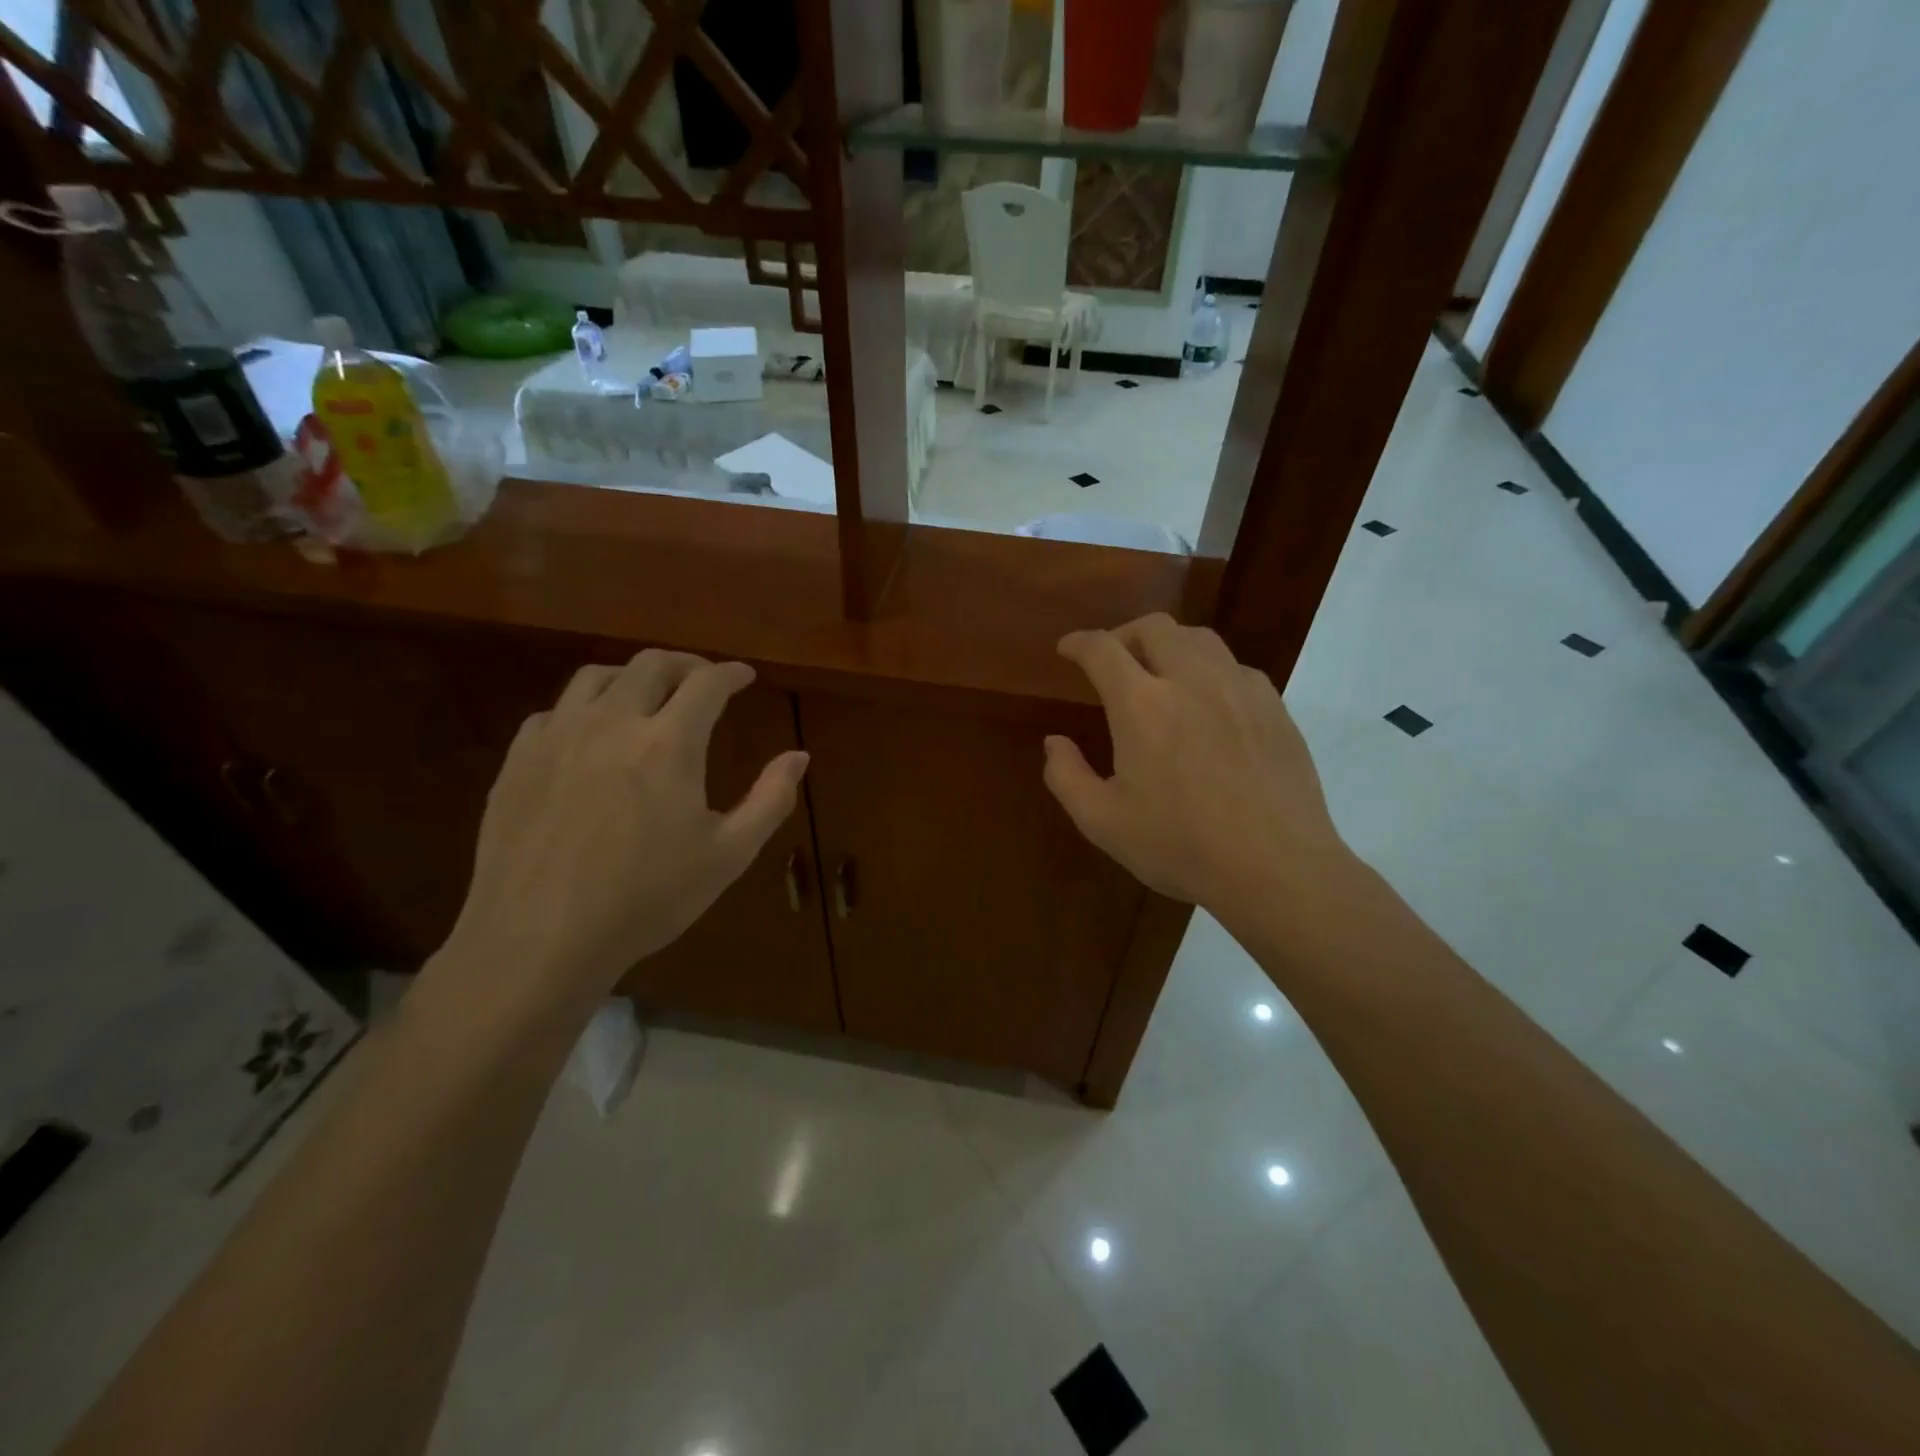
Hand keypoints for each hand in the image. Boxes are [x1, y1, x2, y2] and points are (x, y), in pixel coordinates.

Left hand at [441, 650, 807, 1018]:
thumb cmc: (647, 900)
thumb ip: (770, 799)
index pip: (707, 682)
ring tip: (648, 696)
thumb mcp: (728, 855)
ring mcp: (558, 737)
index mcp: (669, 743)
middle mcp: (612, 722)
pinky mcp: (518, 761)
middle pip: (651, 664)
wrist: (539, 940)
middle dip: (685, 664)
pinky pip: (555, 712)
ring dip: (632, 676)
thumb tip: (800, 756)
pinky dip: (584, 709)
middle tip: (703, 679)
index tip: (745, 677)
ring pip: (596, 677)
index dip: (731, 673)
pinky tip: (591, 736)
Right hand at [1042, 614, 1354, 919]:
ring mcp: (1239, 688)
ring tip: (1160, 673)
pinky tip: (1208, 704)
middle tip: (1113, 661)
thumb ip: (1066, 776)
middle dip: (1124, 634)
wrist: (1276, 867)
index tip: (1067, 649)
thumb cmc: (1181, 846)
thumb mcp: (1103, 822)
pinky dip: (1209, 670)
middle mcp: (1191, 680)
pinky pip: (1235, 667)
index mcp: (1142, 705)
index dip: (1078, 643)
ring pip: (1200, 638)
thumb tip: (1054, 742)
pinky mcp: (1273, 706)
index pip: (1102, 649)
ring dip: (1169, 645)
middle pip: (1155, 627)